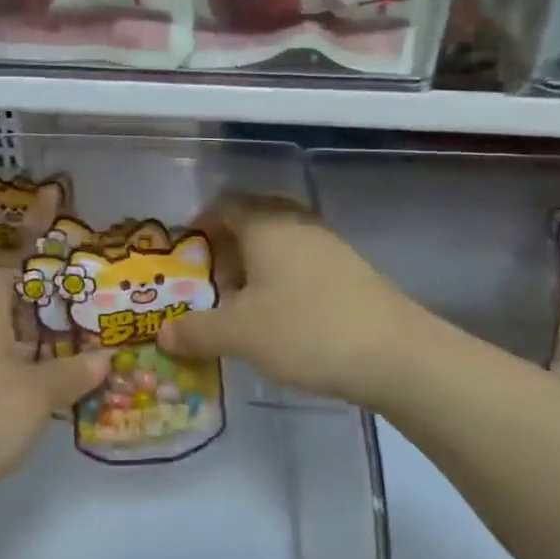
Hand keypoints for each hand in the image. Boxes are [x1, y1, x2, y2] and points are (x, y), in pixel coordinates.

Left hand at [0, 271, 109, 513]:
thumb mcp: (37, 394)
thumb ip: (72, 373)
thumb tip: (106, 356)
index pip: (0, 279)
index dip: (32, 278)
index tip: (68, 290)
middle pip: (1, 321)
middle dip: (41, 329)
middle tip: (84, 338)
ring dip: (26, 366)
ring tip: (69, 376)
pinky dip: (8, 396)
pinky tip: (32, 415)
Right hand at [159, 193, 423, 409]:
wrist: (397, 355)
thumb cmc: (306, 330)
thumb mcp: (240, 334)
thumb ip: (196, 331)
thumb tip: (162, 334)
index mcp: (266, 225)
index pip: (225, 204)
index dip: (201, 222)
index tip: (186, 251)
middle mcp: (297, 224)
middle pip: (254, 220)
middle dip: (227, 245)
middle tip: (211, 278)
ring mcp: (329, 246)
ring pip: (280, 243)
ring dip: (256, 265)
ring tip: (242, 303)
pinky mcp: (351, 272)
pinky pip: (303, 262)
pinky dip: (282, 279)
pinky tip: (281, 316)